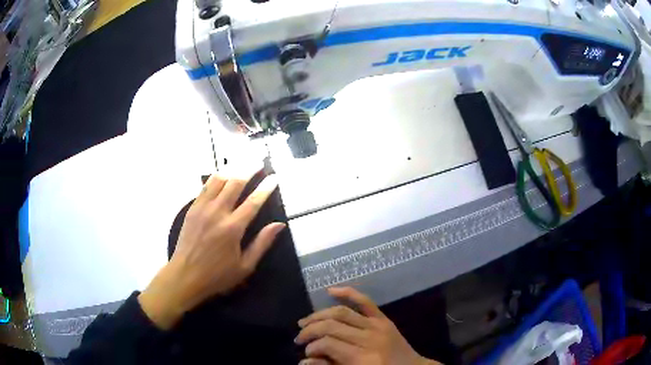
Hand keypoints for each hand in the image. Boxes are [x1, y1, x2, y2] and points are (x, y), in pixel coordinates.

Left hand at [138, 167, 284, 329]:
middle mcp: (217, 212)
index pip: (254, 201)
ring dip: (231, 169)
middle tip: (259, 161)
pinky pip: (205, 187)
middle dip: (249, 169)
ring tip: (241, 163)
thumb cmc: (217, 275)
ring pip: (218, 179)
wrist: (185, 276)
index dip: (266, 187)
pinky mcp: (192, 208)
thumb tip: (279, 225)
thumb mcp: (245, 266)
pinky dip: (216, 178)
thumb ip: (262, 243)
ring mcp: (202, 208)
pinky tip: (222, 175)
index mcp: (233, 228)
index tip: (275, 177)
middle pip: (235, 182)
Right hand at [296, 287, 441, 364]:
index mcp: (362, 359)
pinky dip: (348, 293)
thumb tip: (304, 361)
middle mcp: (369, 339)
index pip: (328, 344)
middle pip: (332, 326)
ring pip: (342, 312)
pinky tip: (330, 290)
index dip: (312, 346)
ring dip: (319, 315)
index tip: (306, 352)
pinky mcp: (384, 319)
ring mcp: (378, 326)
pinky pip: (365, 301)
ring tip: (305, 322)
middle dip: (310, 330)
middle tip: (299, 338)